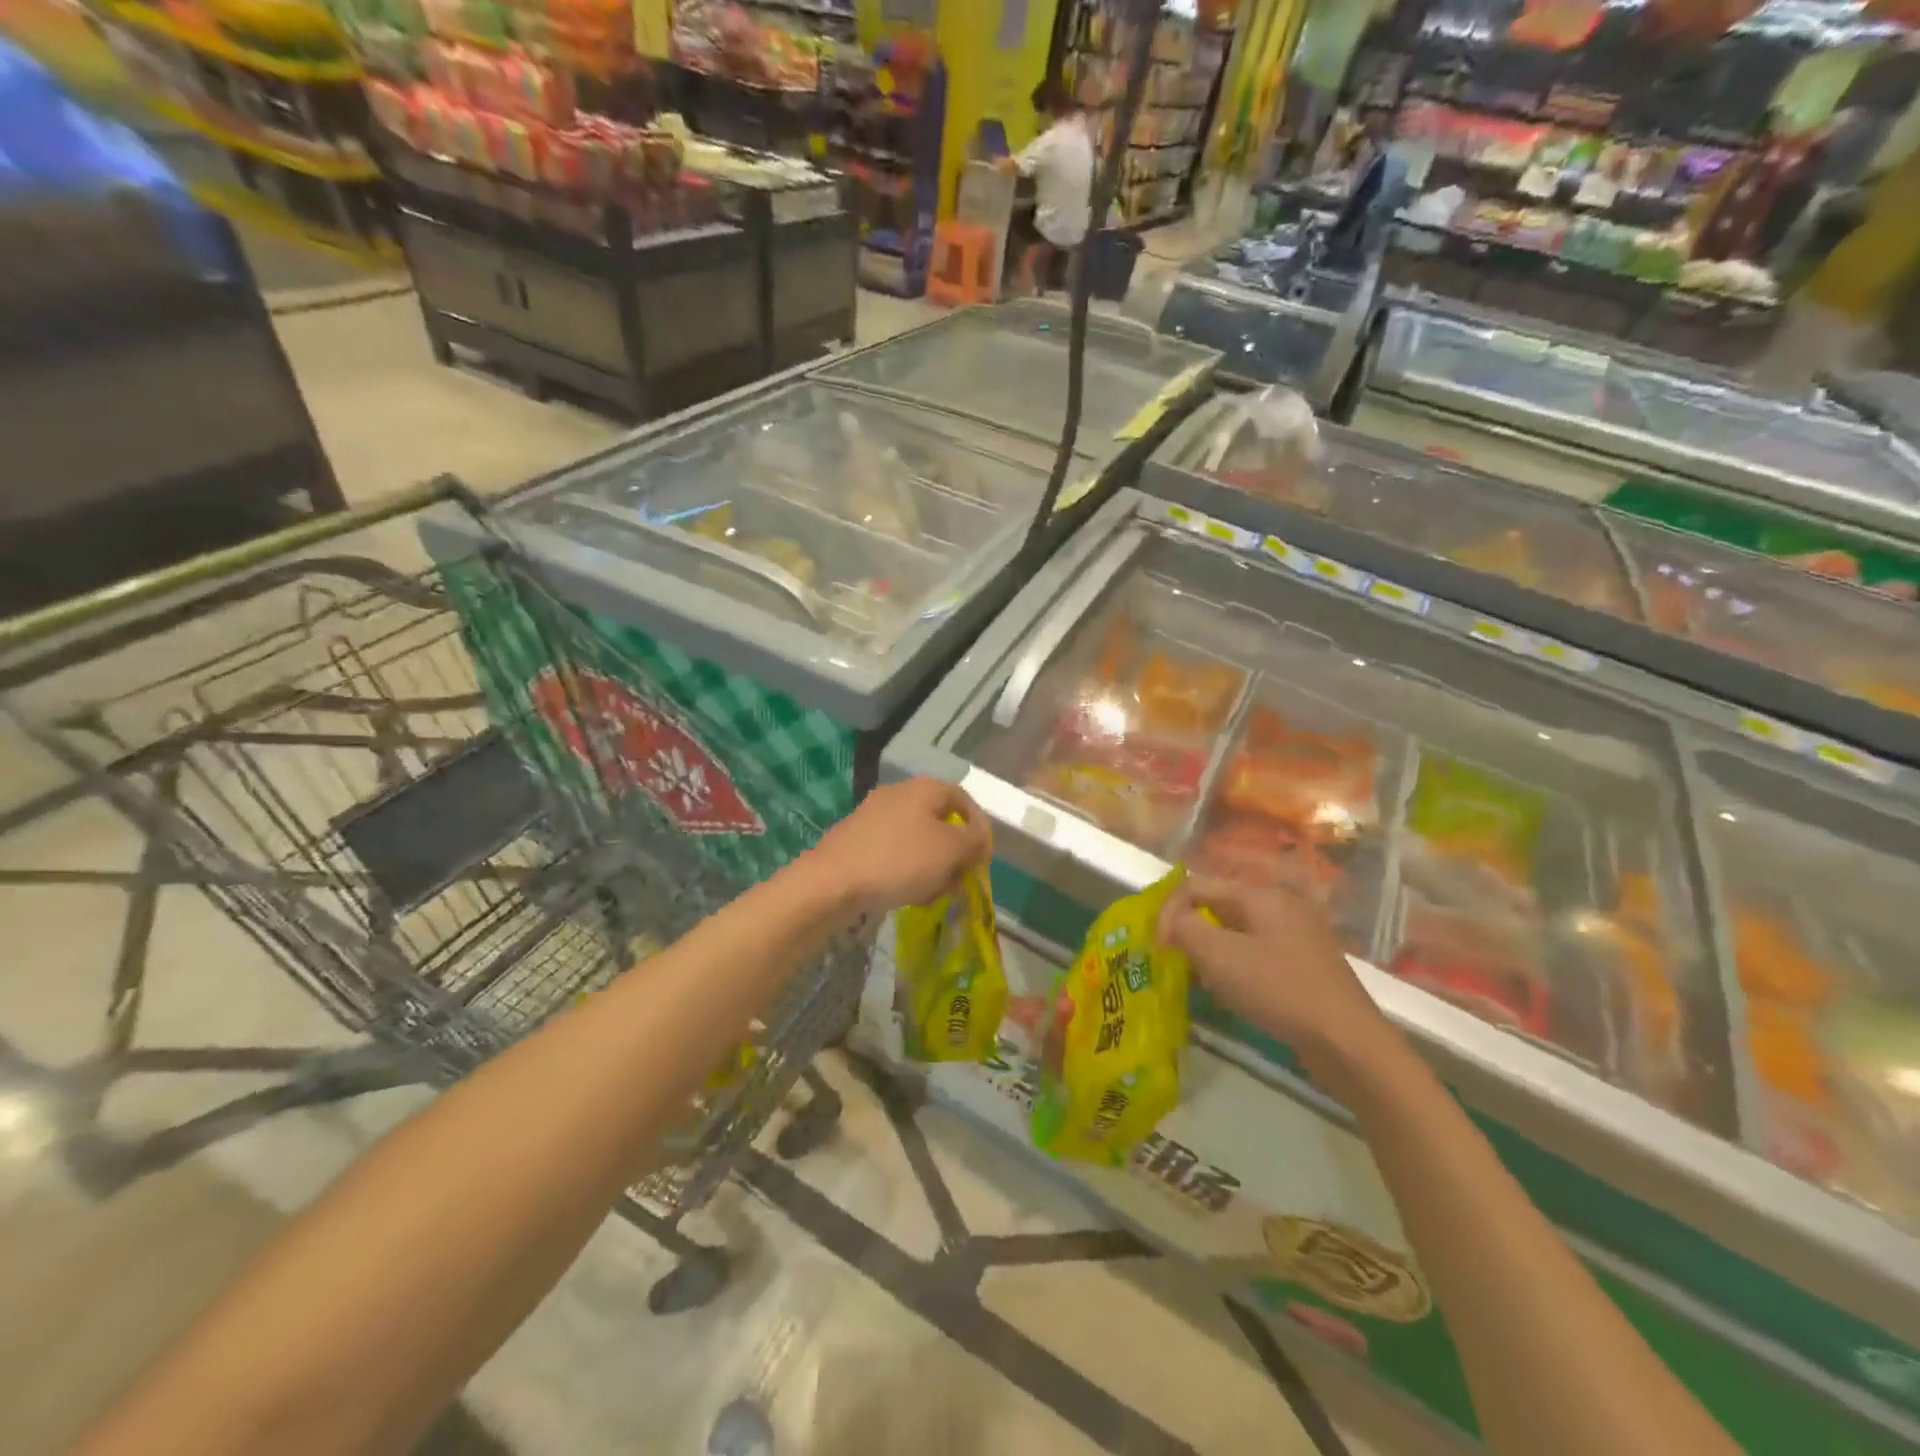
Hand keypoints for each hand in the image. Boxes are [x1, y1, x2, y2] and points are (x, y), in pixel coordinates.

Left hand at [805, 778, 991, 918]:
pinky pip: (893, 852)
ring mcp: (873, 816)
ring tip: (932, 893)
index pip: (964, 800)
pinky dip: (905, 870)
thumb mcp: (951, 850)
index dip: (980, 829)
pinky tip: (905, 894)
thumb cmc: (899, 860)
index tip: (983, 860)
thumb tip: (979, 837)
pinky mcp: (856, 839)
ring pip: (917, 839)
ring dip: (932, 865)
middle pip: (940, 821)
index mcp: (924, 788)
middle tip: (958, 880)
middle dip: (954, 852)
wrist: (831, 882)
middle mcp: (898, 794)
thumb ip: (974, 840)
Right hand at [1158, 877, 1389, 1066]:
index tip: (1157, 948)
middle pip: (1218, 906)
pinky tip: (1233, 995)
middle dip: (1190, 932)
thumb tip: (1174, 922)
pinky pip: (1256, 954)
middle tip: (1176, 964)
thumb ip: (1186, 928)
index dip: (1169, 912)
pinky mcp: (1306, 965)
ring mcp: (1298, 936)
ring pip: (1236, 932)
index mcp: (1261, 895)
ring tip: (1202, 981)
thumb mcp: (1220, 956)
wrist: (1349, 1043)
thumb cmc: (1279, 990)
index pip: (1196, 886)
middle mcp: (1281, 906)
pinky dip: (1235, 967)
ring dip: (1211, 952)